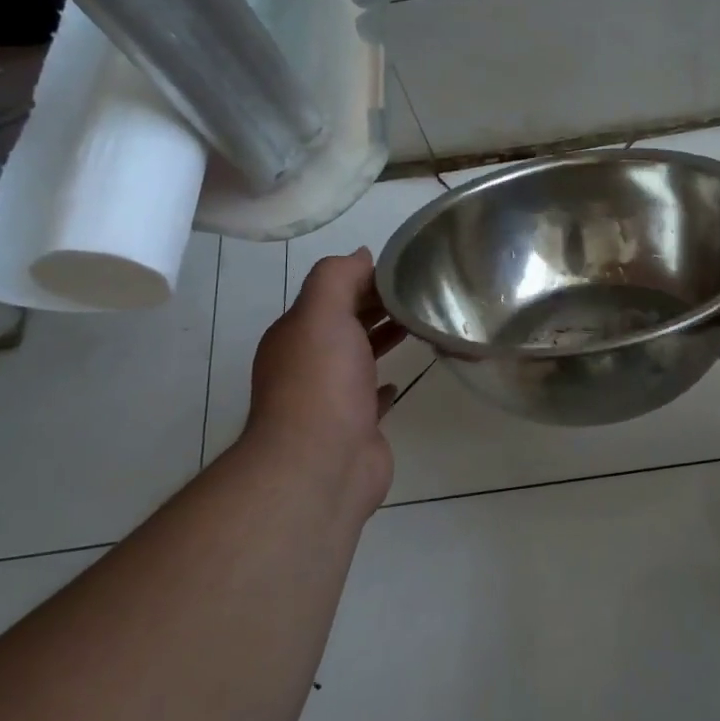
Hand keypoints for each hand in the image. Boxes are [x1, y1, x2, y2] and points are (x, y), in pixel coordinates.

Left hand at [242, 248, 406, 516]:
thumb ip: (338, 277)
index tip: (405, 269)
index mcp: (298, 333)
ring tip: (419, 324)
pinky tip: (399, 380)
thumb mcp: (322, 313)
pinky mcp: (355, 428)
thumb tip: (361, 255)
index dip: (365, 278)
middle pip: (346, 323)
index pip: (332, 294)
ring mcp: (331, 398)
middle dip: (377, 305)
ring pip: (358, 358)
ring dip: (382, 339)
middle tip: (421, 292)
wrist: (320, 464)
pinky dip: (383, 384)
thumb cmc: (321, 382)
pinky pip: (370, 398)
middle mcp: (309, 363)